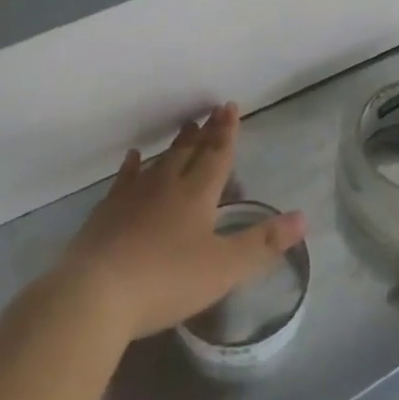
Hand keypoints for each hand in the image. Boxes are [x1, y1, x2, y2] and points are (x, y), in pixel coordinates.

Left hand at [58, 103, 304, 341]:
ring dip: (176, 144)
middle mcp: (167, 185)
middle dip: (205, 132)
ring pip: (160, 161)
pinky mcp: (107, 212)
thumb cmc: (166, 280)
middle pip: (190, 151)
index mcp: (197, 195)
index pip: (217, 155)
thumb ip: (262, 243)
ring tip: (184, 127)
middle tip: (211, 111)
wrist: (95, 293)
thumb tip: (303, 217)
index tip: (229, 106)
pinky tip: (133, 157)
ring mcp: (134, 196)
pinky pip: (125, 179)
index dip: (226, 132)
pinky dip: (132, 166)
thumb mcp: (224, 268)